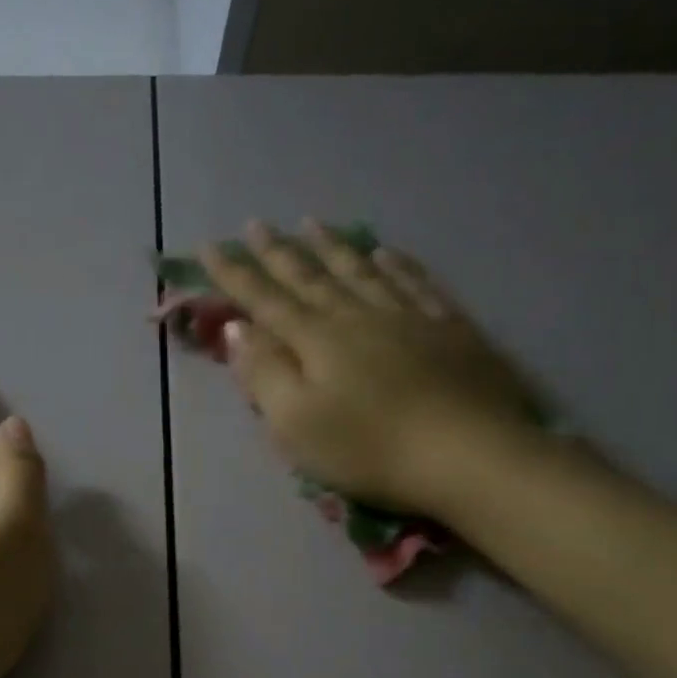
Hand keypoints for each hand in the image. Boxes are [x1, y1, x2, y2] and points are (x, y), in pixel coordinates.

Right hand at [199, 220, 541, 517]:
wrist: (468, 454)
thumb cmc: (367, 447)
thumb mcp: (295, 422)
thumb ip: (263, 373)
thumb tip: (237, 328)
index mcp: (315, 340)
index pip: (264, 299)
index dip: (234, 274)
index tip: (208, 246)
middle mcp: (356, 315)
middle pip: (310, 277)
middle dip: (277, 251)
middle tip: (255, 224)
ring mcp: (407, 316)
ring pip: (360, 270)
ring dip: (331, 246)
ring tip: (311, 223)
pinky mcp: (449, 328)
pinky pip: (415, 282)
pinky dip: (395, 264)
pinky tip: (384, 252)